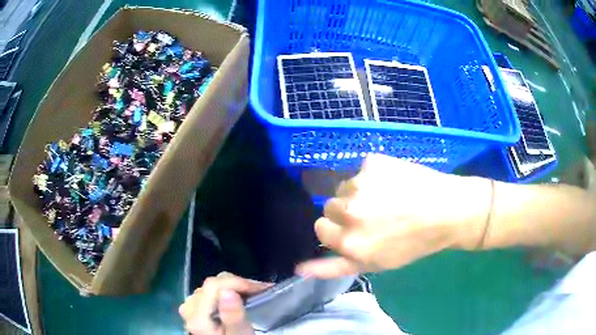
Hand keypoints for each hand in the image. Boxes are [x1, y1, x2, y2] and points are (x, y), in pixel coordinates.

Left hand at [179, 272, 272, 334]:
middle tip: (262, 291)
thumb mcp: (239, 334)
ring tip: (254, 294)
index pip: (214, 285)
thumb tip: (228, 292)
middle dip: (239, 284)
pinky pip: (212, 291)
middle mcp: (189, 307)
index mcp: (196, 315)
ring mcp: (191, 307)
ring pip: (213, 286)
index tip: (262, 289)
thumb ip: (233, 317)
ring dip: (235, 287)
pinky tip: (241, 298)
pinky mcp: (196, 308)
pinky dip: (228, 291)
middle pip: (213, 284)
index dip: (238, 282)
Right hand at [297, 154, 491, 277]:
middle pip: (329, 205)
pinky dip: (374, 174)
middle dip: (345, 210)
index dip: (338, 229)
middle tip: (374, 215)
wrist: (447, 211)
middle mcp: (348, 211)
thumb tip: (298, 268)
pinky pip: (362, 168)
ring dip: (359, 192)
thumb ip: (333, 267)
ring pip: (345, 186)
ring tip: (387, 198)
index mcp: (348, 241)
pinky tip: (394, 182)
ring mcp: (360, 183)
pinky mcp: (373, 162)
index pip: (320, 227)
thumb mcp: (373, 264)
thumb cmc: (413, 244)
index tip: (356, 229)